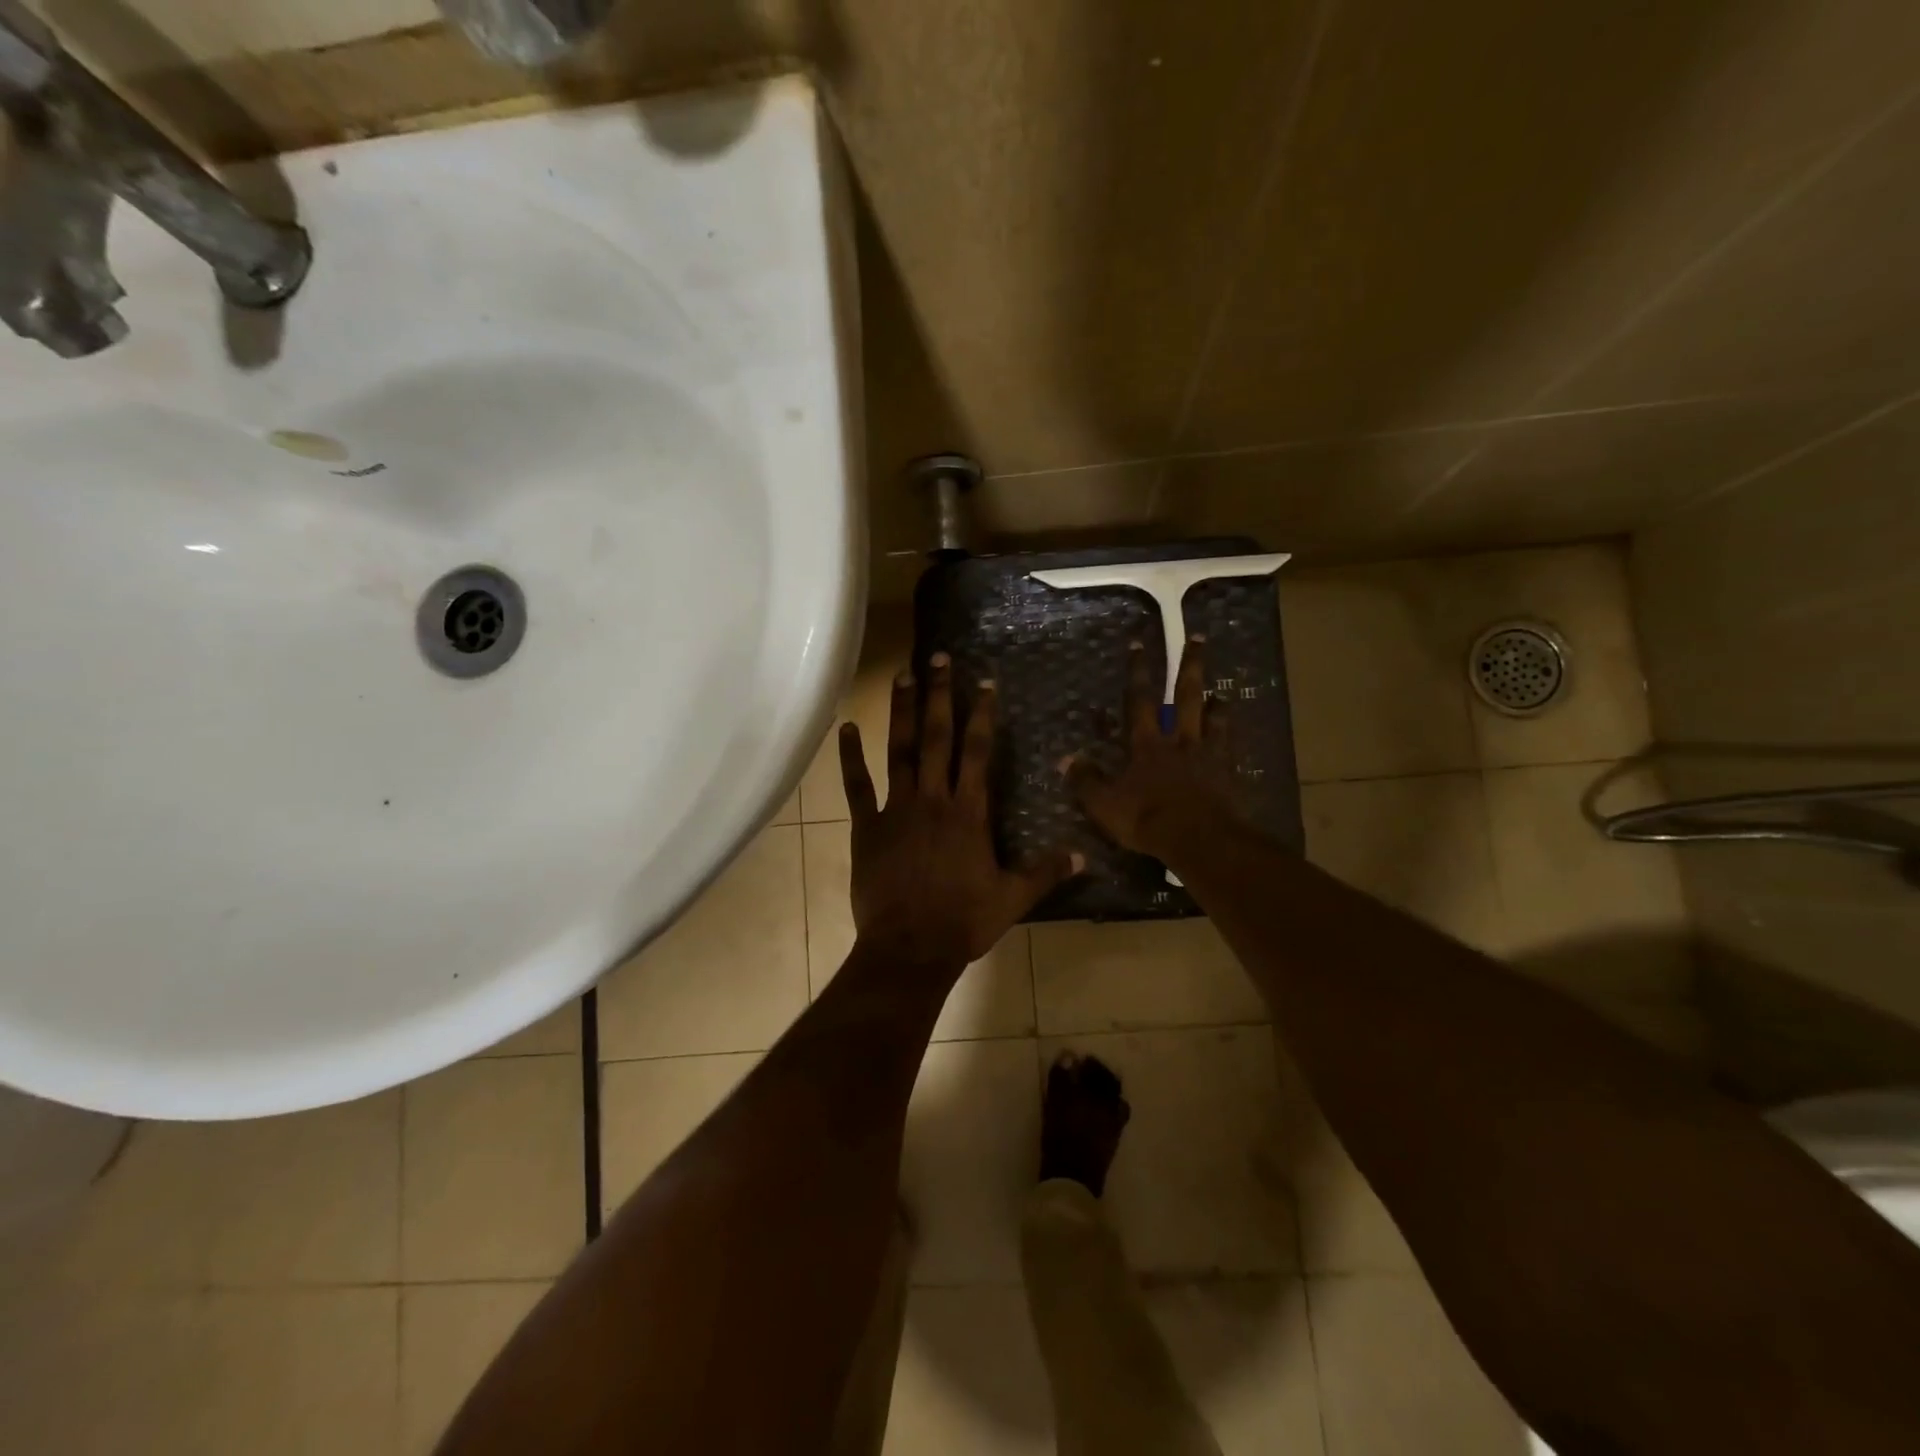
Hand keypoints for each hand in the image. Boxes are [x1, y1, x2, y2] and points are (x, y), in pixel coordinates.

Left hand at [840, 652, 1081, 968]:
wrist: (910, 948)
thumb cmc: (963, 922)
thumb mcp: (1012, 898)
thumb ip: (1046, 871)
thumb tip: (1085, 855)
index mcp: (968, 812)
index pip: (977, 752)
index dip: (982, 714)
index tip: (983, 680)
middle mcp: (933, 800)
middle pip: (937, 737)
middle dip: (940, 695)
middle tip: (937, 658)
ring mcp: (896, 810)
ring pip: (899, 751)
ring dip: (901, 712)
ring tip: (902, 675)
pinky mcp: (867, 827)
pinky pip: (857, 786)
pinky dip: (850, 757)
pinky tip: (845, 728)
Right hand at [1067, 635, 1233, 857]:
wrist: (1199, 839)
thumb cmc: (1147, 819)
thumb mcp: (1104, 804)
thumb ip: (1086, 780)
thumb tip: (1066, 759)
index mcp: (1147, 745)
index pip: (1139, 700)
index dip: (1137, 672)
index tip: (1139, 645)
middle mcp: (1179, 741)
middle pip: (1186, 696)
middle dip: (1189, 666)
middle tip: (1197, 639)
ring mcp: (1207, 756)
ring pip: (1213, 719)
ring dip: (1216, 702)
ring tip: (1220, 691)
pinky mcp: (1227, 774)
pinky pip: (1230, 747)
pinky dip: (1231, 736)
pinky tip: (1233, 733)